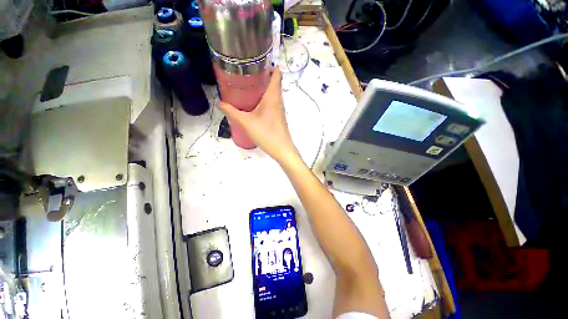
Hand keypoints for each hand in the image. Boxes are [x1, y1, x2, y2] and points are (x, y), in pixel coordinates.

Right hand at [219, 69, 299, 163]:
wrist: (282, 150)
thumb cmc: (266, 133)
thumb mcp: (246, 122)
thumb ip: (231, 111)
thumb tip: (219, 103)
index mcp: (273, 96)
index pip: (277, 74)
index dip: (270, 64)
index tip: (257, 61)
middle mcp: (278, 100)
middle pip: (274, 82)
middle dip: (262, 75)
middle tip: (246, 73)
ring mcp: (280, 109)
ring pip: (273, 93)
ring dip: (263, 88)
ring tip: (248, 86)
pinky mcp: (278, 117)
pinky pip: (272, 103)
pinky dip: (264, 99)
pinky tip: (254, 104)